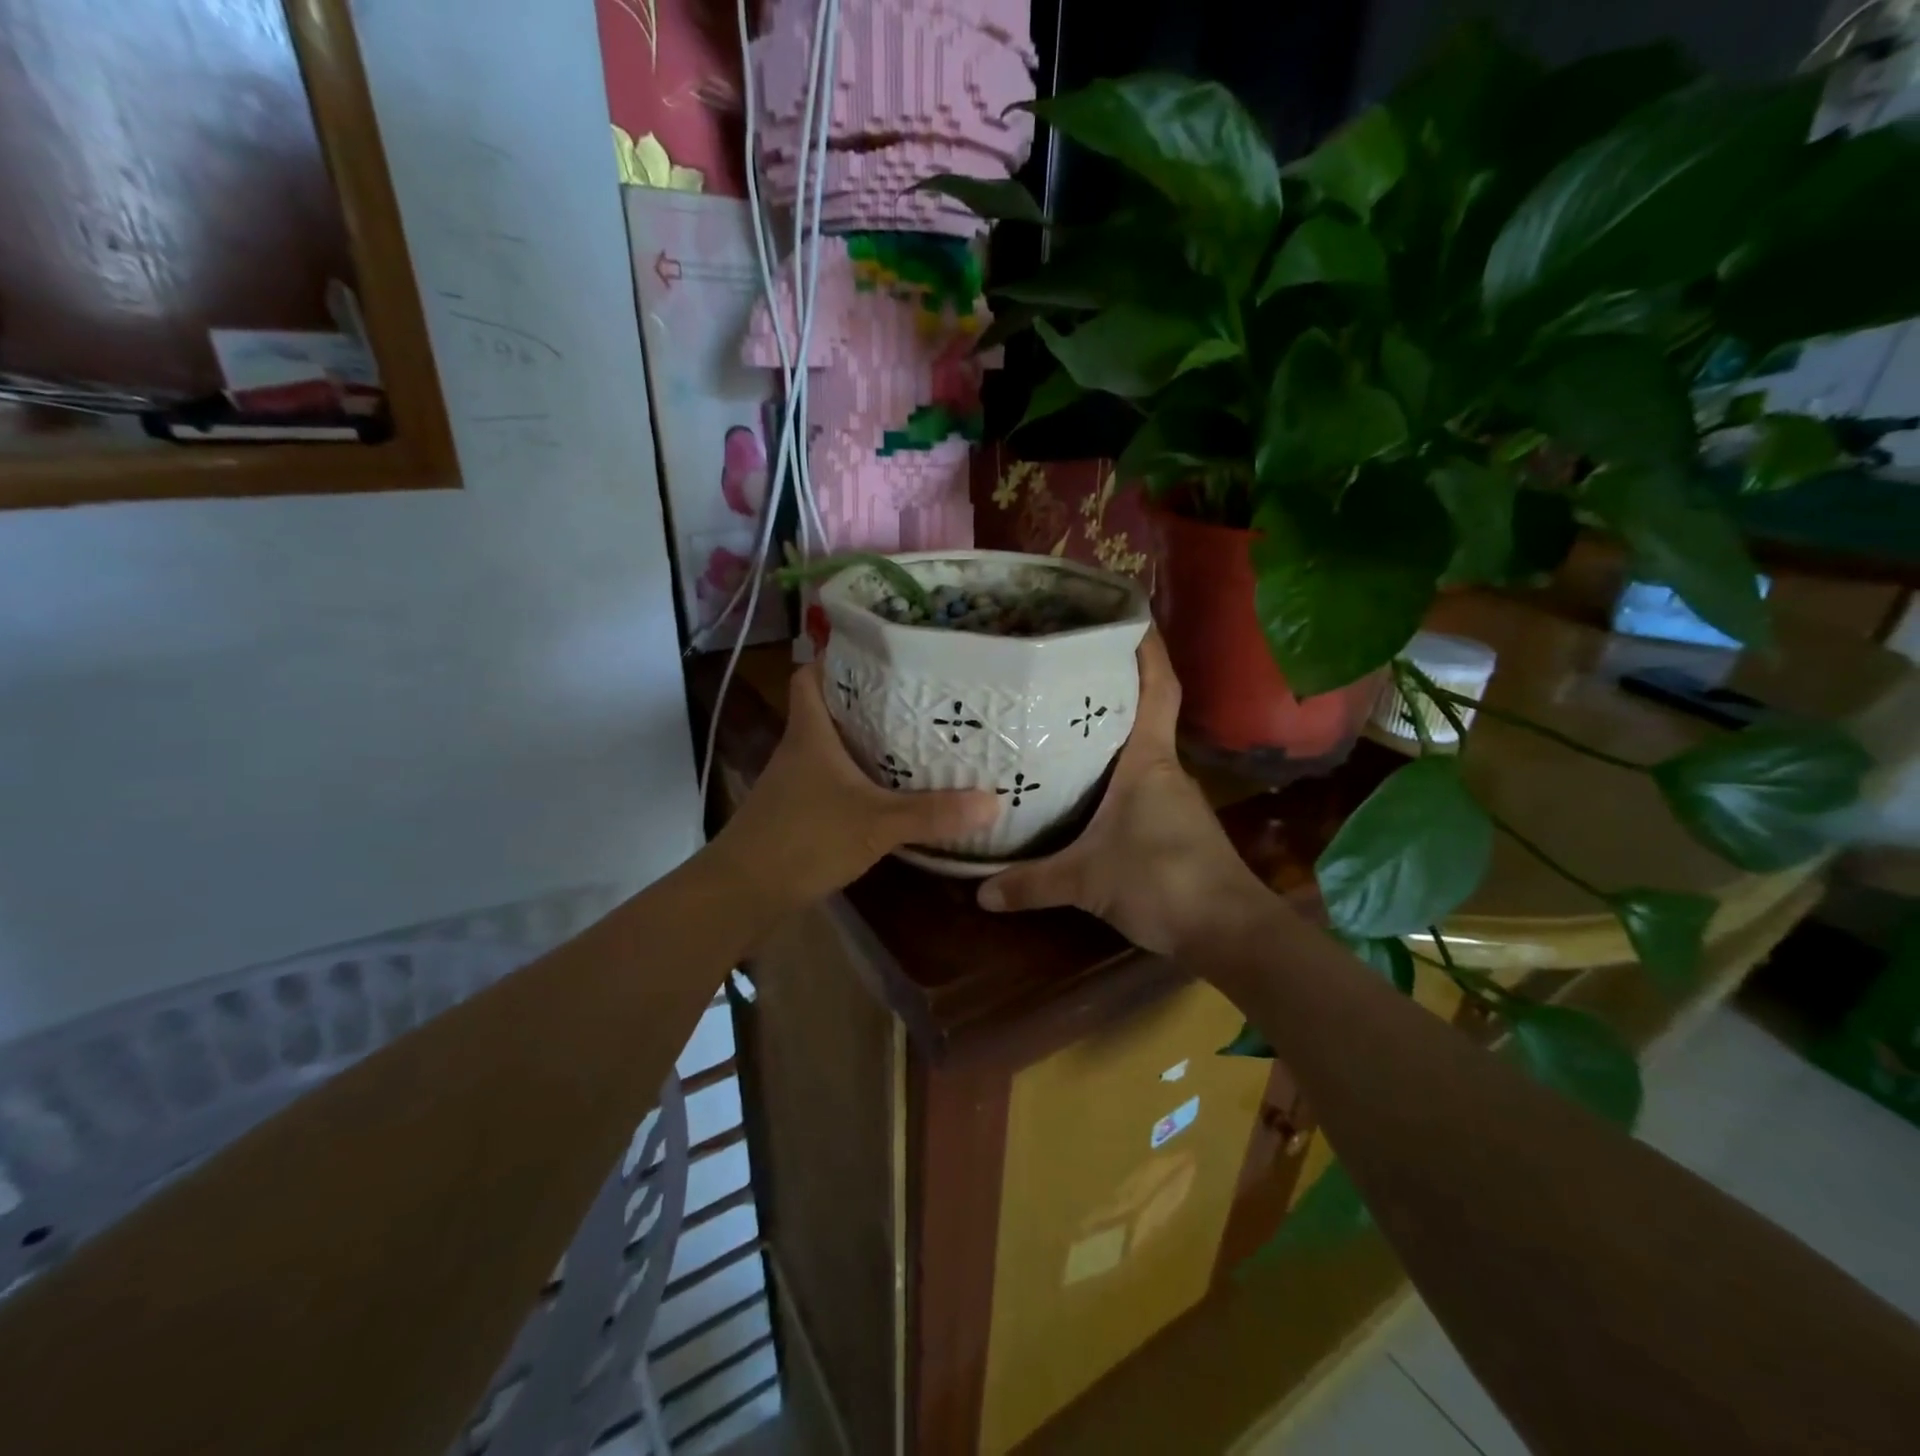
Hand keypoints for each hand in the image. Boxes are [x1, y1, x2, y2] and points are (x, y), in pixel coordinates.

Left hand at [712, 662, 999, 911]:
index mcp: (810, 733)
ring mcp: (795, 783)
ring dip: (866, 743)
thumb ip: (933, 814)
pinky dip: (859, 780)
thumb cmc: (803, 840)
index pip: (812, 676)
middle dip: (868, 701)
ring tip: (914, 739)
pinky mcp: (798, 813)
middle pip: (830, 709)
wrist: (743, 894)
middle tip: (917, 698)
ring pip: (833, 748)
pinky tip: (890, 793)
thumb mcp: (876, 823)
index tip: (880, 656)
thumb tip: (993, 801)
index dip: (838, 660)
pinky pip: (834, 782)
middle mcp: (799, 750)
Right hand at [977, 630, 1274, 954]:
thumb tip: (980, 892)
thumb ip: (1032, 882)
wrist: (1228, 931)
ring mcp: (1172, 795)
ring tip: (1062, 717)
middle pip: (1143, 710)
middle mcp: (1164, 767)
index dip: (1147, 647)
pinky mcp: (1173, 823)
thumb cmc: (1162, 882)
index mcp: (1148, 760)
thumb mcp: (1086, 881)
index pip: (1157, 687)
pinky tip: (1084, 783)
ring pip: (1139, 747)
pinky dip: (1114, 770)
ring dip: (1111, 729)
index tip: (1127, 614)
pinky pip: (1139, 780)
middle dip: (1113, 682)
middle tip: (1065, 664)